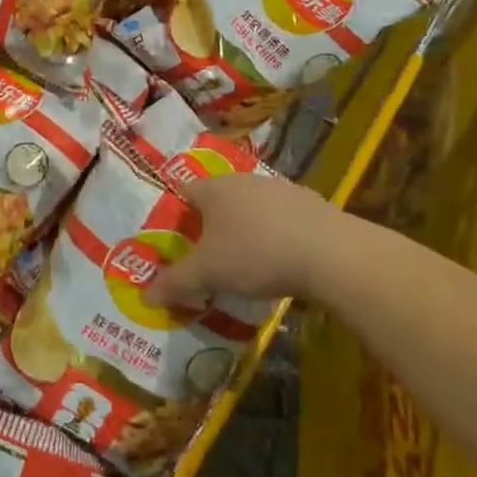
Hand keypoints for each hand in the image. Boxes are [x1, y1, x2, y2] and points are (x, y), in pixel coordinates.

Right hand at [147, 173, 340, 308]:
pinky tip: (280, 262)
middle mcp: (243, 180)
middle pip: (218, 200)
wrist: (331, 253)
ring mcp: (279, 189)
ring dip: (244, 230)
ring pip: (250, 208)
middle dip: (211, 226)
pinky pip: (280, 219)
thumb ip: (176, 282)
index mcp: (214, 188)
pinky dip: (274, 236)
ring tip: (245, 264)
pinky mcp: (310, 204)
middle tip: (207, 257)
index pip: (184, 192)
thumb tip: (145, 296)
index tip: (177, 242)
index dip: (177, 216)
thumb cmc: (256, 253)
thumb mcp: (209, 273)